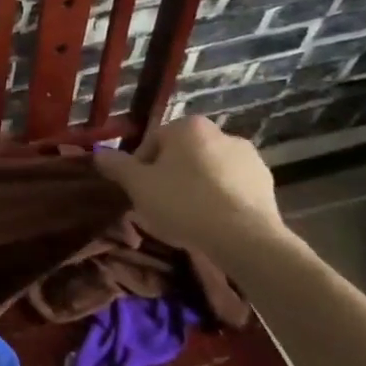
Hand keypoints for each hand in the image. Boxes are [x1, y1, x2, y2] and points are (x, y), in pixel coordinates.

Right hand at [94, 115, 287, 264]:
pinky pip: (232, 188)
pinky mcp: (267, 184)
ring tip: (189, 218)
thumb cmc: (184, 203)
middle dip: (171, 175)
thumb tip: (97, 153)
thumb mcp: (138, 185)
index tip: (139, 192)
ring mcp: (249, 158)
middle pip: (183, 154)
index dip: (141, 167)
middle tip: (161, 205)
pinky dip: (221, 200)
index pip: (153, 141)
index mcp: (188, 126)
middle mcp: (222, 132)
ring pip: (209, 170)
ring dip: (197, 187)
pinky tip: (213, 223)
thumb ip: (116, 166)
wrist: (245, 238)